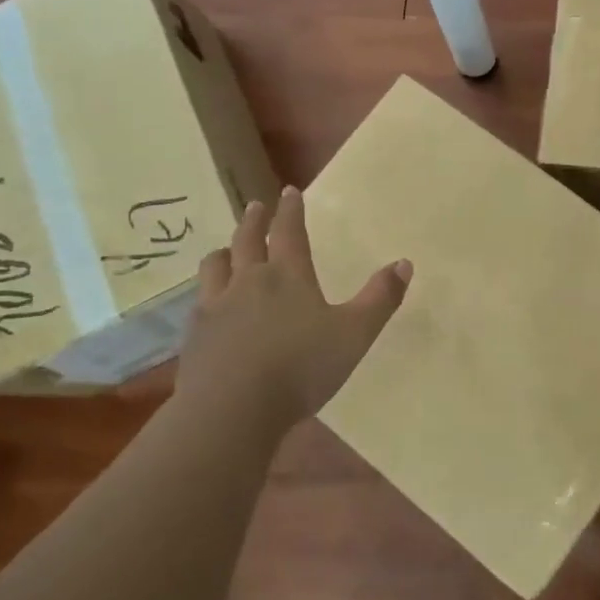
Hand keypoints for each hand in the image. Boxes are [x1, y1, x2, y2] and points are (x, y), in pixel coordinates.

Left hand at [173, 186, 410, 429]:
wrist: (233, 409)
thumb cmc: (301, 368)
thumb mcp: (355, 334)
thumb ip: (380, 298)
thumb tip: (404, 263)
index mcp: (288, 276)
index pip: (289, 231)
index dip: (291, 210)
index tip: (289, 191)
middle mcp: (248, 281)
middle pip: (247, 240)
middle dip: (254, 220)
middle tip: (256, 206)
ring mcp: (216, 307)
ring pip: (215, 266)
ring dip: (224, 252)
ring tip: (227, 250)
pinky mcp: (195, 335)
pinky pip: (199, 302)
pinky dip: (207, 292)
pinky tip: (209, 304)